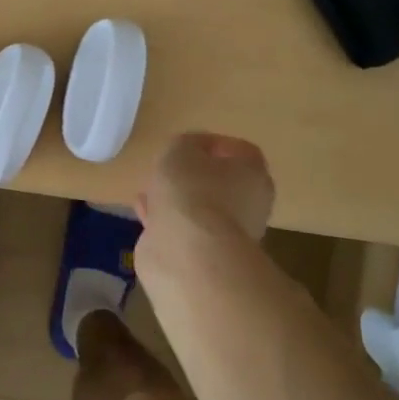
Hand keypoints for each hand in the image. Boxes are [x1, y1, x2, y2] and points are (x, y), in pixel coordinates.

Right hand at [135, 132, 275, 261]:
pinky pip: (182, 229)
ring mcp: (226, 235)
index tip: (189, 144)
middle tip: (169, 168)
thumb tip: (188, 151)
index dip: (214, 144)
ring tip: (150, 189)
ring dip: (177, 199)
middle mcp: (248, 206)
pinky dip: (165, 220)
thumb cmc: (192, 192)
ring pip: (200, 208)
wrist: (187, 254)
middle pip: (221, 183)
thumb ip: (184, 144)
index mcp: (253, 176)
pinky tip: (144, 212)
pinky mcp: (202, 255)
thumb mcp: (181, 150)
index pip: (241, 151)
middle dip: (193, 175)